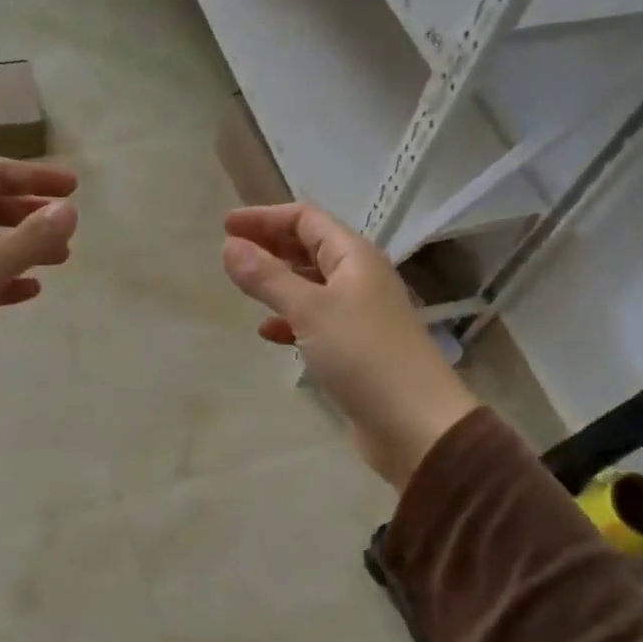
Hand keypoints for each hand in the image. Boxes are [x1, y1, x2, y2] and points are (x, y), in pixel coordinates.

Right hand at [222, 203, 479, 489]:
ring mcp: (358, 314)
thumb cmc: (363, 355)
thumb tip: (230, 247)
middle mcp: (359, 278)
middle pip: (309, 248)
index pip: (306, 219)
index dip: (266, 217)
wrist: (415, 424)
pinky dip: (289, 321)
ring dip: (278, 282)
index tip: (228, 225)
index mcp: (354, 257)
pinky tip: (267, 333)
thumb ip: (268, 278)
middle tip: (230, 250)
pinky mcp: (355, 349)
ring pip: (310, 285)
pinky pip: (315, 322)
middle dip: (270, 245)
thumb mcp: (309, 310)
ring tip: (243, 286)